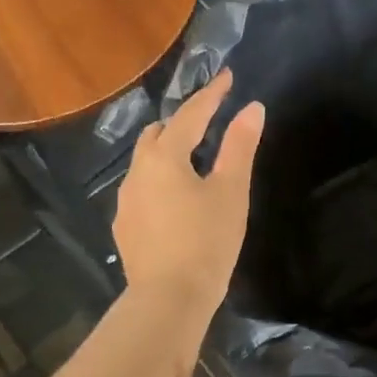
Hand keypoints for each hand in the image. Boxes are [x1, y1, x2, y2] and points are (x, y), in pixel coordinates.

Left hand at [114, 69, 264, 329]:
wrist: (168, 299)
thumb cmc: (207, 241)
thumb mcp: (231, 191)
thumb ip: (240, 146)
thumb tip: (252, 108)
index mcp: (165, 157)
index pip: (190, 114)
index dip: (211, 94)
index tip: (228, 77)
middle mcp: (138, 171)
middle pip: (158, 134)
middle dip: (183, 121)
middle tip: (209, 121)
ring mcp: (126, 200)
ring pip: (146, 161)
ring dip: (168, 151)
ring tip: (193, 160)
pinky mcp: (125, 226)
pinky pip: (142, 188)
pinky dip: (160, 180)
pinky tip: (175, 199)